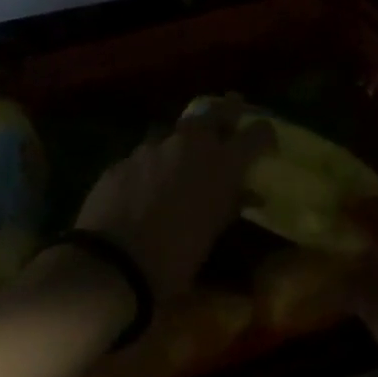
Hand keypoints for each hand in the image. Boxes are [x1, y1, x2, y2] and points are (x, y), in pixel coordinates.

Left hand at [72, 95, 271, 300]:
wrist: (111, 264)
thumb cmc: (175, 258)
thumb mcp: (212, 235)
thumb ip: (231, 205)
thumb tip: (249, 194)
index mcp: (222, 162)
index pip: (257, 133)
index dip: (264, 135)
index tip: (266, 142)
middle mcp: (190, 143)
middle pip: (215, 111)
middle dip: (227, 112)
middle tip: (231, 115)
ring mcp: (153, 146)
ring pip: (177, 132)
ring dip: (184, 143)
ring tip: (182, 161)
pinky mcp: (124, 158)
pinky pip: (147, 154)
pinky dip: (154, 165)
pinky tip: (147, 185)